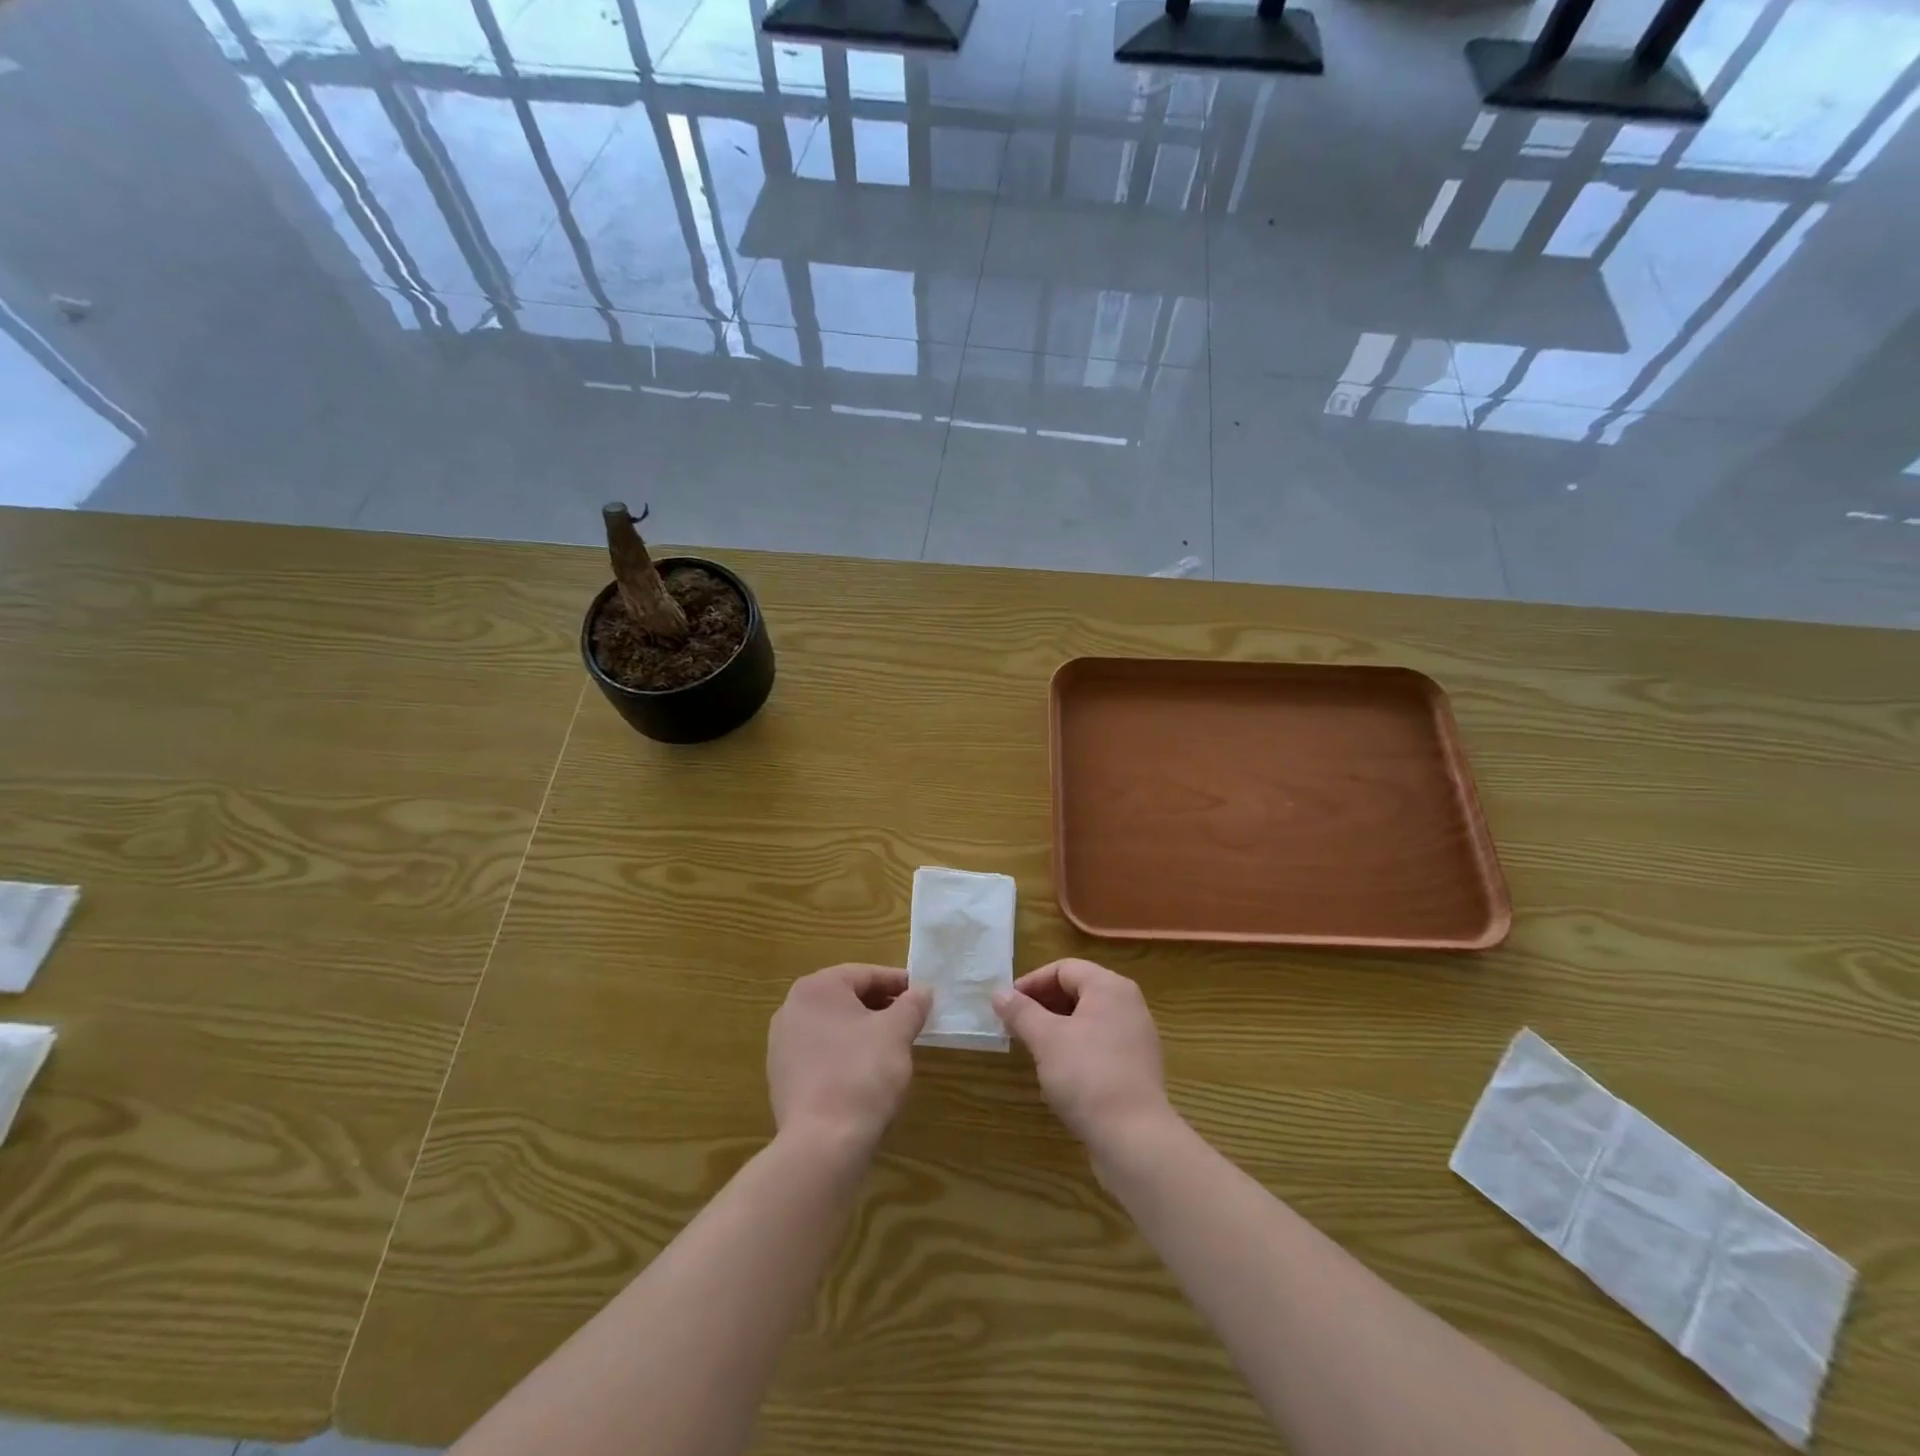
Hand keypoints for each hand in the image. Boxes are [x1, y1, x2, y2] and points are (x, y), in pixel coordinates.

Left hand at [768, 964, 930, 1153]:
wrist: (821, 1144)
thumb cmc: (862, 1073)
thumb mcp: (897, 1032)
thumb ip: (912, 1004)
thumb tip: (922, 991)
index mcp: (816, 988)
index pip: (864, 974)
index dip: (897, 982)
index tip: (921, 994)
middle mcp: (791, 1008)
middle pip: (846, 997)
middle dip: (880, 1005)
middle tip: (910, 1019)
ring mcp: (781, 1045)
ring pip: (832, 1025)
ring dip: (862, 1029)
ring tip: (891, 1046)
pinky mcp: (781, 1077)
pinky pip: (820, 1052)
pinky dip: (844, 1053)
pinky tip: (865, 1073)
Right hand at [993, 959, 1172, 1153]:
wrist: (1135, 1138)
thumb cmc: (1087, 1075)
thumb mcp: (1046, 1039)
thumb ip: (1021, 1011)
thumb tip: (999, 993)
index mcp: (1110, 987)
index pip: (1064, 969)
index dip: (1032, 982)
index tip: (1007, 1004)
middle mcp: (1128, 1004)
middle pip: (1078, 991)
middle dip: (1043, 1004)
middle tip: (1016, 1025)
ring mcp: (1136, 1037)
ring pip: (1088, 1019)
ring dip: (1057, 1027)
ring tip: (1033, 1047)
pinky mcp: (1137, 1067)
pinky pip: (1100, 1044)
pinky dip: (1076, 1047)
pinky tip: (1059, 1072)